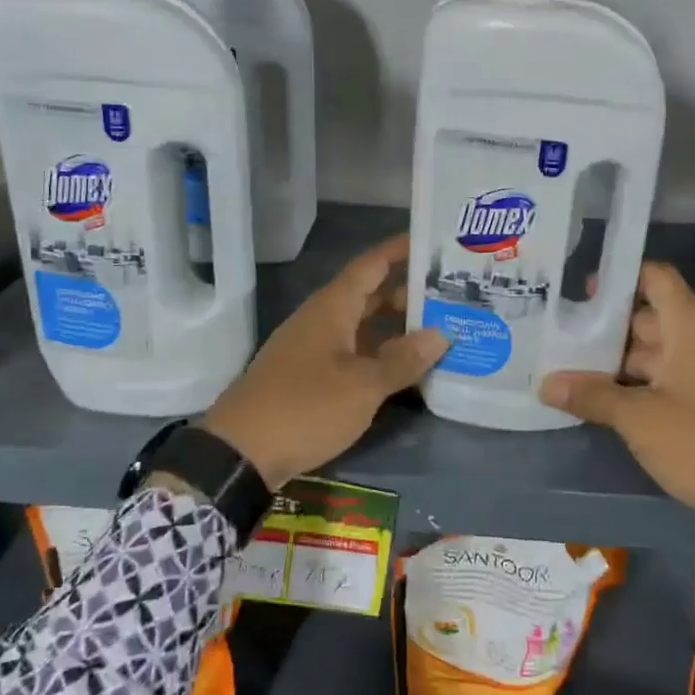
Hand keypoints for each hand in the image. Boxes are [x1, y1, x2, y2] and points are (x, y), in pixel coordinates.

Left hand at [204, 234, 446, 486]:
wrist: (241, 453)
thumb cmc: (305, 407)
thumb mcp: (362, 386)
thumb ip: (403, 360)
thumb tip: (441, 334)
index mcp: (332, 308)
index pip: (372, 264)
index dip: (401, 250)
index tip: (435, 242)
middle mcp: (323, 320)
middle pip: (371, 295)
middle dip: (409, 294)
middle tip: (453, 297)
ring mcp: (315, 349)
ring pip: (364, 327)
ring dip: (398, 329)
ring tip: (441, 332)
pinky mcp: (311, 377)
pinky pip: (354, 354)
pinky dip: (381, 356)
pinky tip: (407, 370)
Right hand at [540, 262, 694, 553]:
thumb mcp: (638, 419)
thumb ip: (591, 395)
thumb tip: (546, 384)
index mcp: (692, 330)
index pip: (658, 278)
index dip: (621, 276)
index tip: (581, 289)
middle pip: (651, 317)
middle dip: (607, 325)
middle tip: (562, 332)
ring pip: (658, 352)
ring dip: (619, 359)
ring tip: (572, 366)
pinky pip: (669, 378)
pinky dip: (638, 382)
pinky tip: (605, 397)